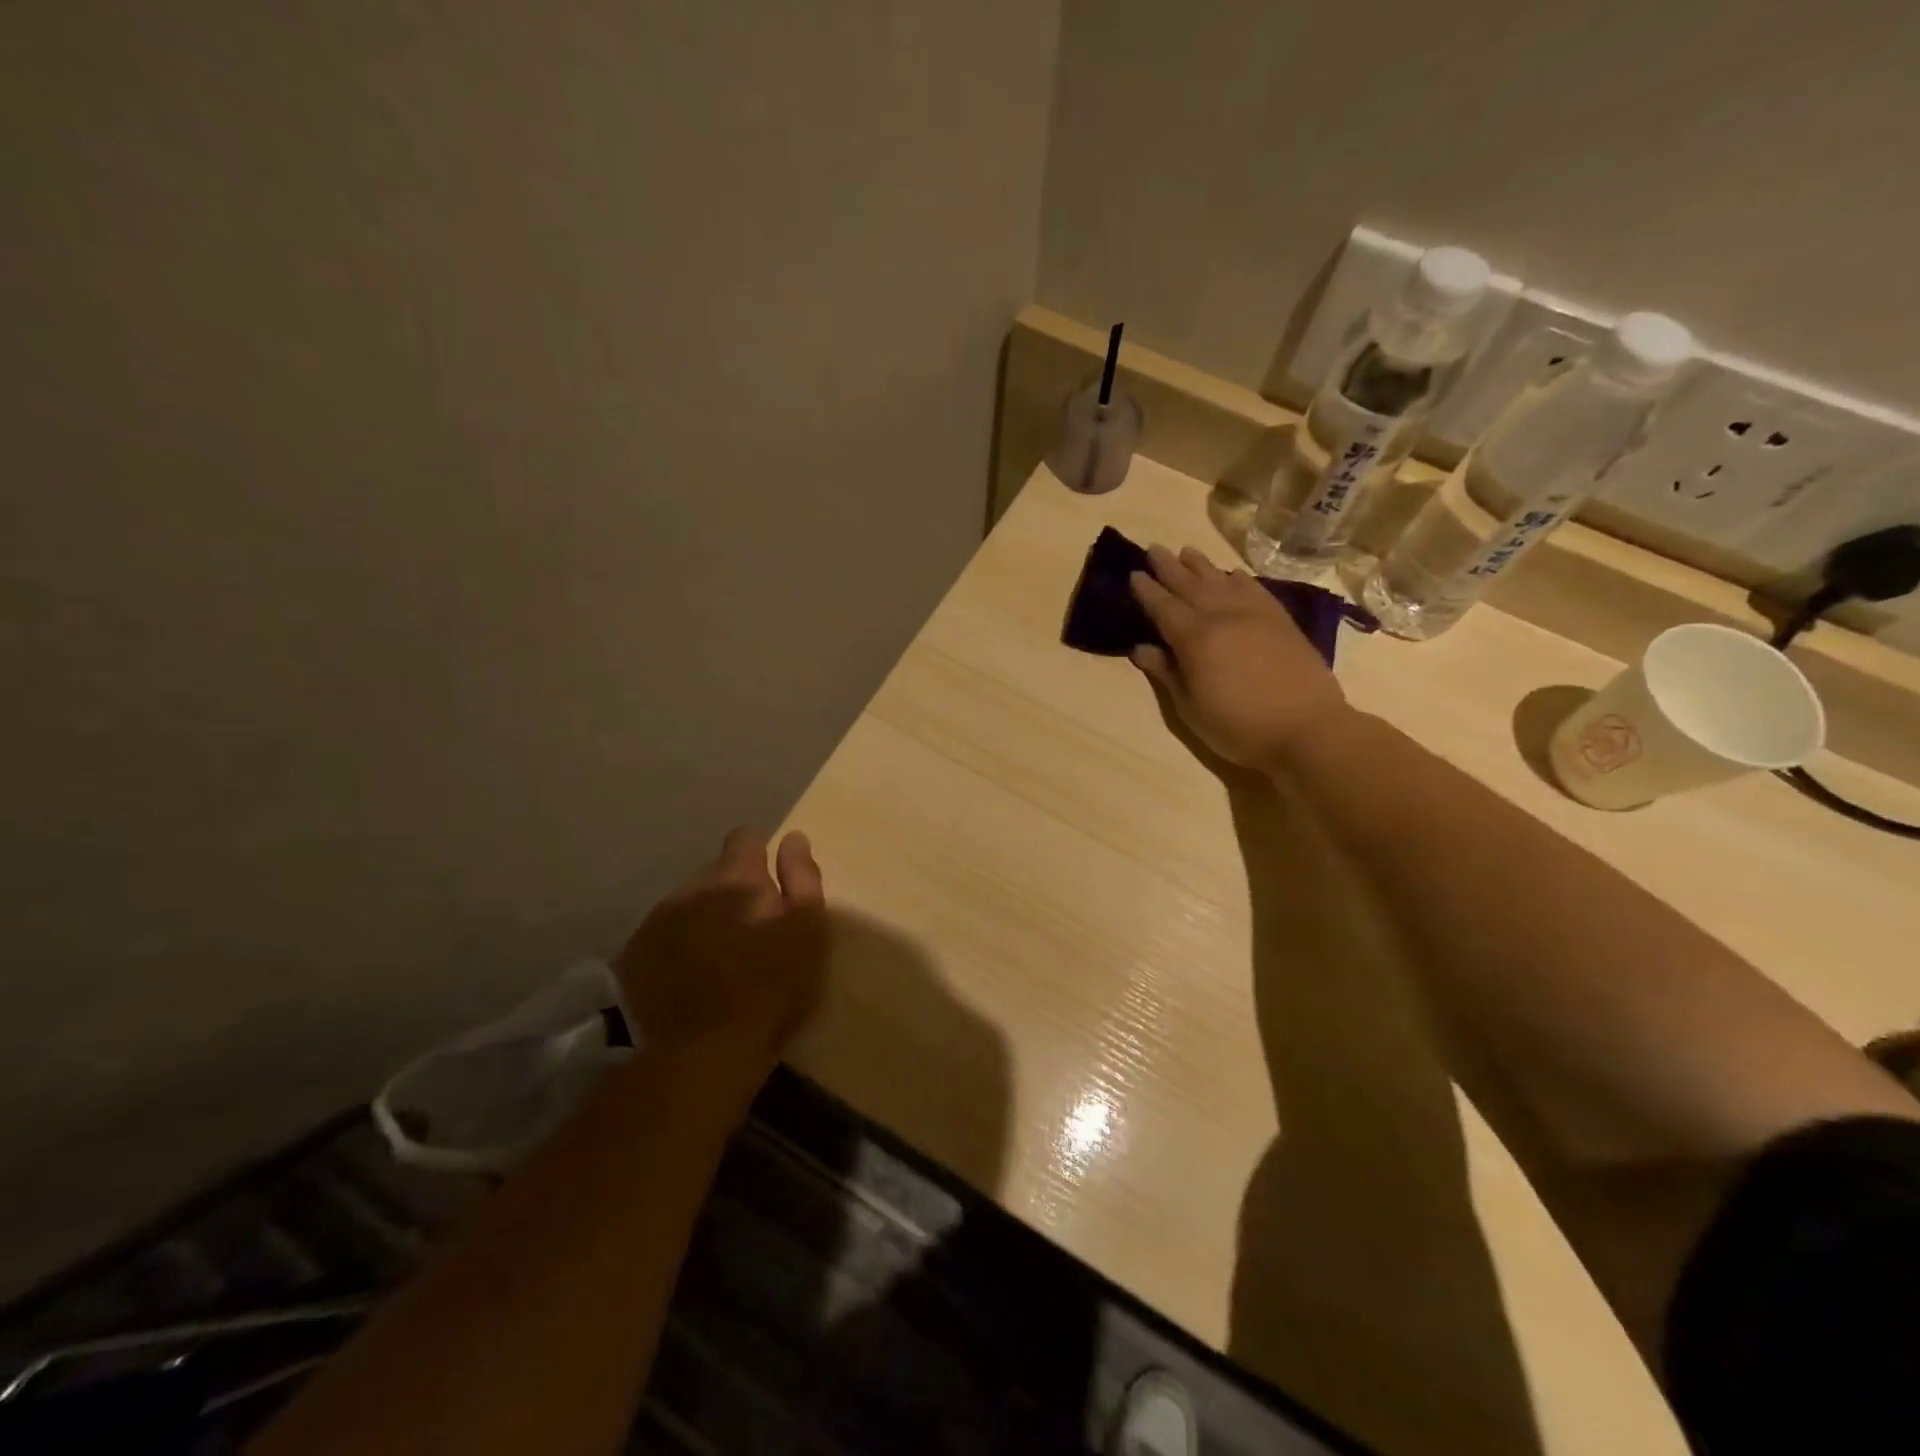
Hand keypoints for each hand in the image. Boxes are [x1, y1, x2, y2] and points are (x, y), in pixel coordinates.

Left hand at [615, 828, 827, 1088]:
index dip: (760, 853)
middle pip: (715, 872)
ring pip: (688, 905)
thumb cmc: (768, 990)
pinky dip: (680, 946)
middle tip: (752, 927)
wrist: (695, 1056)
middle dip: (733, 889)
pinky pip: (664, 936)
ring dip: (705, 918)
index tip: (772, 882)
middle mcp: (691, 888)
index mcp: (735, 878)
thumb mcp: (806, 933)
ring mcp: (657, 921)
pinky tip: (691, 977)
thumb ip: (802, 880)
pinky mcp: (633, 956)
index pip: (745, 838)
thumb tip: (793, 839)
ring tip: (720, 957)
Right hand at [1129, 545, 1349, 767]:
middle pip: (1190, 585)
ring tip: (1187, 551)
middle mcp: (1222, 616)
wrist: (1307, 728)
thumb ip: (1166, 673)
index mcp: (1194, 639)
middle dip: (1169, 567)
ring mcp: (1255, 614)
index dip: (1147, 591)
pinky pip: (1255, 589)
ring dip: (1201, 565)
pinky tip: (1232, 574)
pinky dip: (1239, 578)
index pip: (1163, 607)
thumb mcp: (1191, 708)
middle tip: (1154, 549)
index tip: (1134, 574)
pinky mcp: (1281, 620)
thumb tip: (1141, 648)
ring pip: (1222, 581)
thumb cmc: (1239, 726)